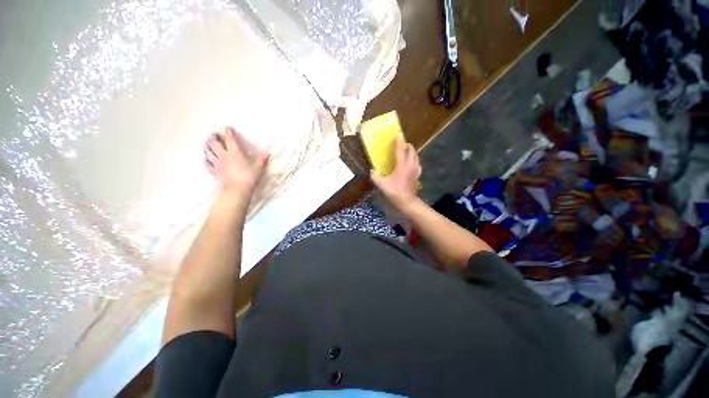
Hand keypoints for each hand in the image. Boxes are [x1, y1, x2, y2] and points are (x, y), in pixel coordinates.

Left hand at [204, 126, 269, 196]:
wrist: (237, 189)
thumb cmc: (249, 177)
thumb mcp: (259, 167)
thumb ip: (262, 158)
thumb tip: (269, 151)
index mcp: (235, 152)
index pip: (230, 139)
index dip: (228, 132)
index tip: (228, 128)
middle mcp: (223, 155)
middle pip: (214, 143)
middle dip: (214, 137)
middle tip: (214, 135)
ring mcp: (217, 163)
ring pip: (208, 152)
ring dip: (207, 146)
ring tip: (208, 144)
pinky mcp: (214, 171)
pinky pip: (207, 163)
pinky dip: (206, 159)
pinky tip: (207, 159)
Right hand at [371, 138, 420, 209]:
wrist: (406, 200)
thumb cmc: (394, 191)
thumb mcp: (381, 184)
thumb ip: (374, 176)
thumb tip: (371, 171)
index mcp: (402, 164)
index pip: (401, 149)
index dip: (398, 142)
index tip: (396, 136)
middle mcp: (410, 164)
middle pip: (411, 150)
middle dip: (406, 145)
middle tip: (401, 143)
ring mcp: (415, 169)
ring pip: (416, 156)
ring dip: (411, 151)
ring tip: (406, 151)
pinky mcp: (417, 174)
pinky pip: (418, 163)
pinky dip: (415, 159)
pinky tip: (412, 162)